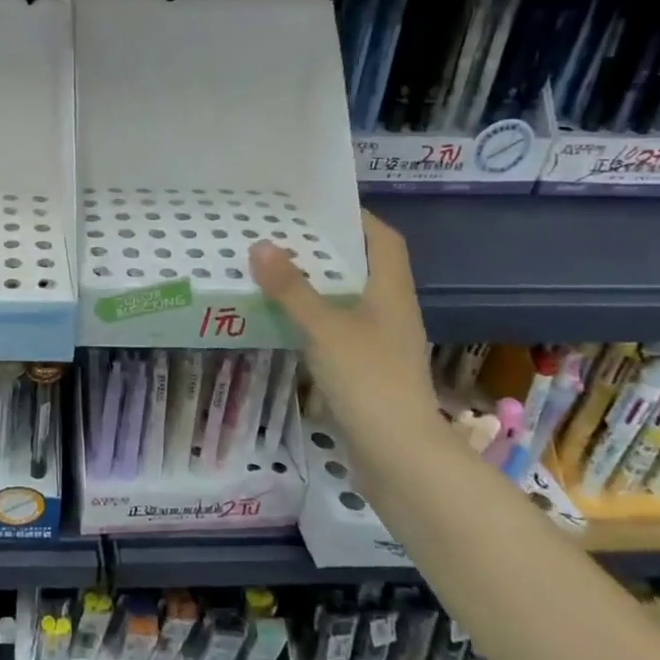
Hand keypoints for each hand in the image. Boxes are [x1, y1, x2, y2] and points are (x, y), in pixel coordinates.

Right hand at [250, 212, 436, 445]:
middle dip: (324, 249)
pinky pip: (338, 329)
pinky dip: (313, 317)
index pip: (382, 239)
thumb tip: (261, 245)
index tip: (317, 205)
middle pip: (361, 266)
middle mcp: (390, 310)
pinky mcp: (366, 368)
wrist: (399, 454)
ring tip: (273, 271)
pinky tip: (283, 320)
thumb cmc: (369, 380)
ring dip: (315, 284)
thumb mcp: (325, 328)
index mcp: (391, 291)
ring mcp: (380, 342)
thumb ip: (292, 289)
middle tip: (281, 234)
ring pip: (347, 299)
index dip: (356, 217)